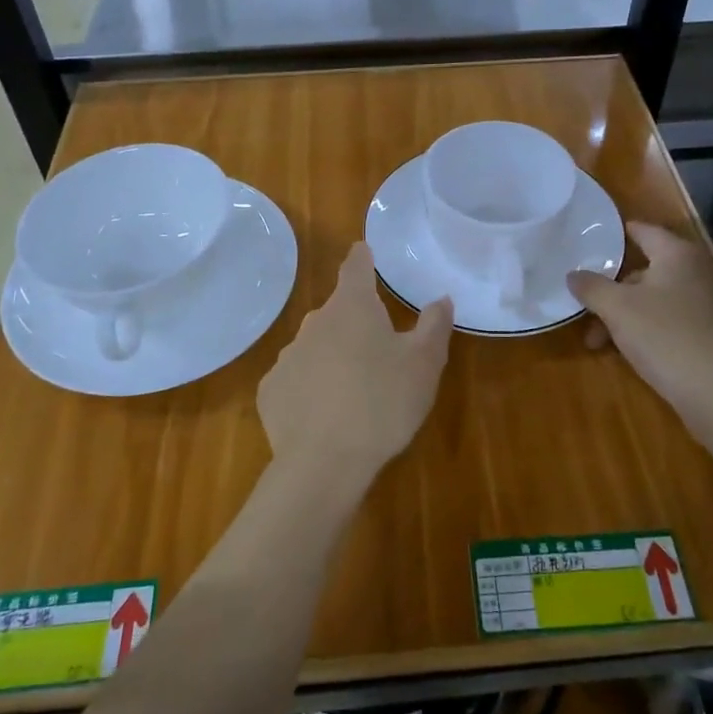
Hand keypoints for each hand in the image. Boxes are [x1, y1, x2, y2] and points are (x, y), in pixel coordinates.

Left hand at [257, 242, 452, 485]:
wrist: (323, 462)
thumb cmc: (383, 403)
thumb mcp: (424, 364)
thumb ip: (434, 326)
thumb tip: (440, 298)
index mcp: (352, 307)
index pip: (355, 266)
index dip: (362, 257)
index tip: (364, 251)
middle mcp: (314, 322)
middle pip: (337, 311)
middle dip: (355, 321)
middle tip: (379, 349)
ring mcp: (287, 356)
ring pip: (316, 346)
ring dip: (333, 356)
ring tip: (354, 390)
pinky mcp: (271, 391)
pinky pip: (296, 380)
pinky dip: (310, 388)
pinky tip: (325, 415)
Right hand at [568, 222, 712, 441]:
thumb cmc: (667, 337)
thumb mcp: (618, 310)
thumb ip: (592, 288)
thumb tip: (572, 274)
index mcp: (677, 255)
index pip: (644, 231)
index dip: (618, 233)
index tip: (592, 238)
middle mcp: (697, 272)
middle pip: (646, 271)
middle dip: (612, 290)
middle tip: (585, 308)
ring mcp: (709, 305)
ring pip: (655, 300)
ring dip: (625, 315)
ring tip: (598, 342)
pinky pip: (671, 322)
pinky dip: (646, 330)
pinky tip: (629, 354)